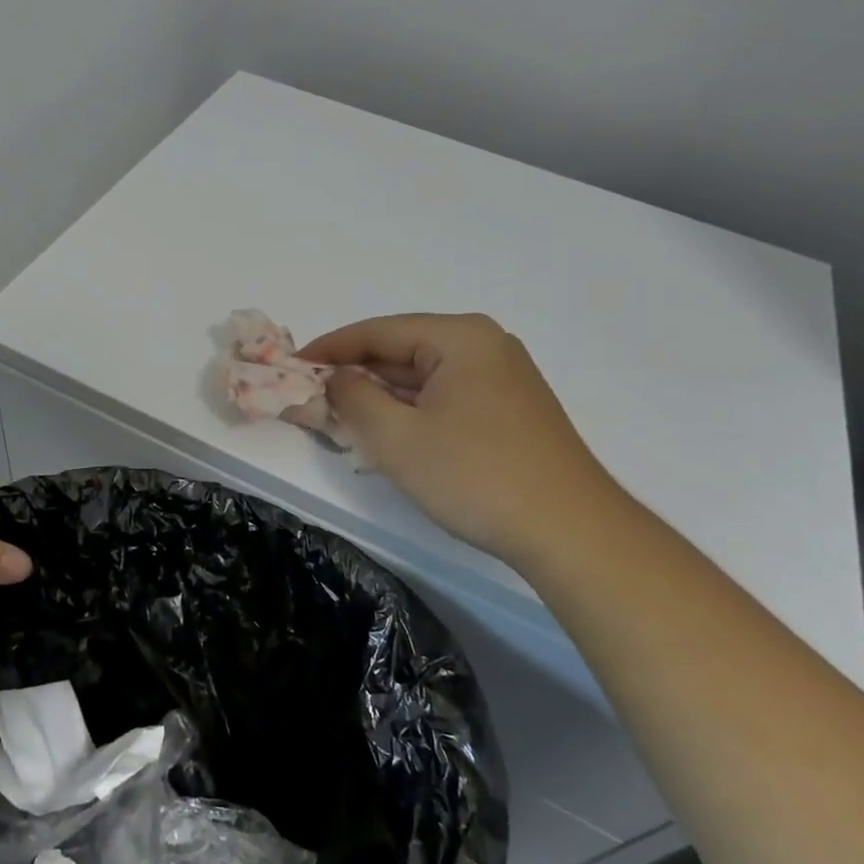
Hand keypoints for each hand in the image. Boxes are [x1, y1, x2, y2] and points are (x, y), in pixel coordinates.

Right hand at [300, 313, 624, 564]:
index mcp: (460, 336)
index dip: (330, 348)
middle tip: (312, 398)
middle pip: (402, 351)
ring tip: (341, 418)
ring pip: (424, 377)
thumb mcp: (397, 438)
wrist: (571, 532)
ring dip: (383, 397)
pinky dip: (412, 411)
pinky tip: (389, 434)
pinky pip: (446, 397)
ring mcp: (503, 378)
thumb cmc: (476, 476)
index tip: (292, 366)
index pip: (378, 331)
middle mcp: (484, 346)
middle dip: (356, 376)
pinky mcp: (511, 410)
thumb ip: (353, 398)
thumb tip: (336, 379)